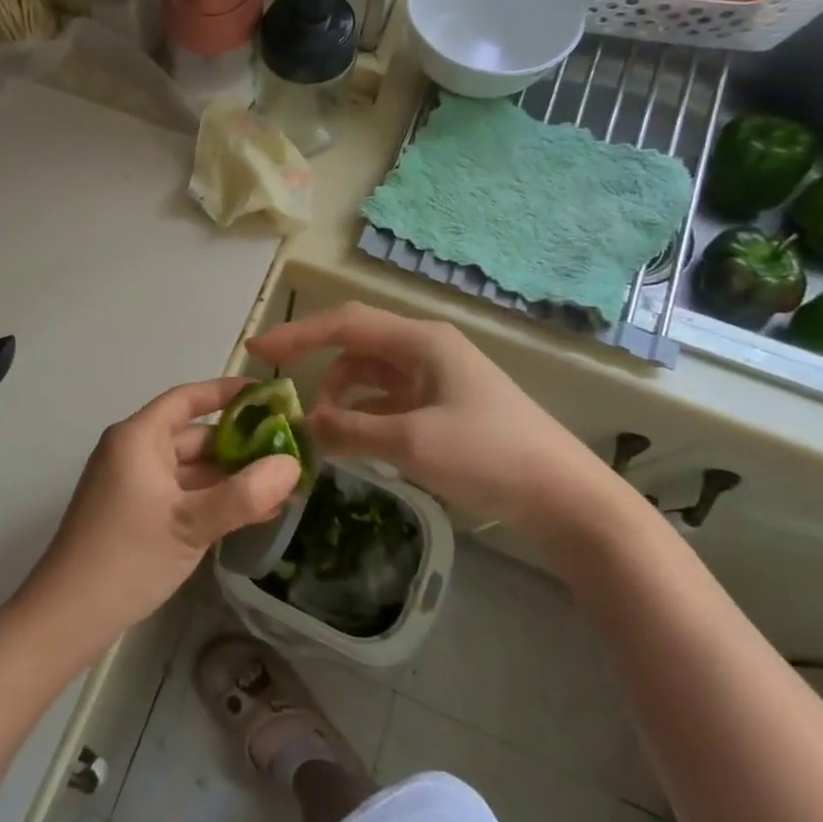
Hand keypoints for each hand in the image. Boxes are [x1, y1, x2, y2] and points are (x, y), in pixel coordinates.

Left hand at [21, 379, 300, 647]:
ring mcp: (135, 484)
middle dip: (241, 446)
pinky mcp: (138, 512)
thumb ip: (244, 495)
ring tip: (284, 488)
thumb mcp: (191, 525)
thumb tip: (292, 466)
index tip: (268, 396)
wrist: (68, 616)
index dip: (226, 393)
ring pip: (192, 469)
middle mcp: (135, 452)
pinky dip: (214, 499)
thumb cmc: (128, 557)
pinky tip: (255, 514)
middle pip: (194, 436)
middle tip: (291, 453)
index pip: (187, 399)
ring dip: (232, 478)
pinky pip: (183, 494)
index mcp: (139, 438)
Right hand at [248, 303, 624, 540]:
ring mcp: (436, 378)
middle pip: (355, 346)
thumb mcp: (411, 443)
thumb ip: (349, 429)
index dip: (297, 334)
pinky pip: (388, 400)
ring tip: (323, 433)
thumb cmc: (490, 456)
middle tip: (286, 403)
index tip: (256, 352)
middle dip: (317, 368)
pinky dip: (363, 415)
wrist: (566, 498)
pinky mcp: (444, 407)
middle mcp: (425, 349)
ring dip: (341, 397)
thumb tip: (304, 425)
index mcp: (420, 341)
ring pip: (370, 376)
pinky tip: (353, 441)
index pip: (344, 324)